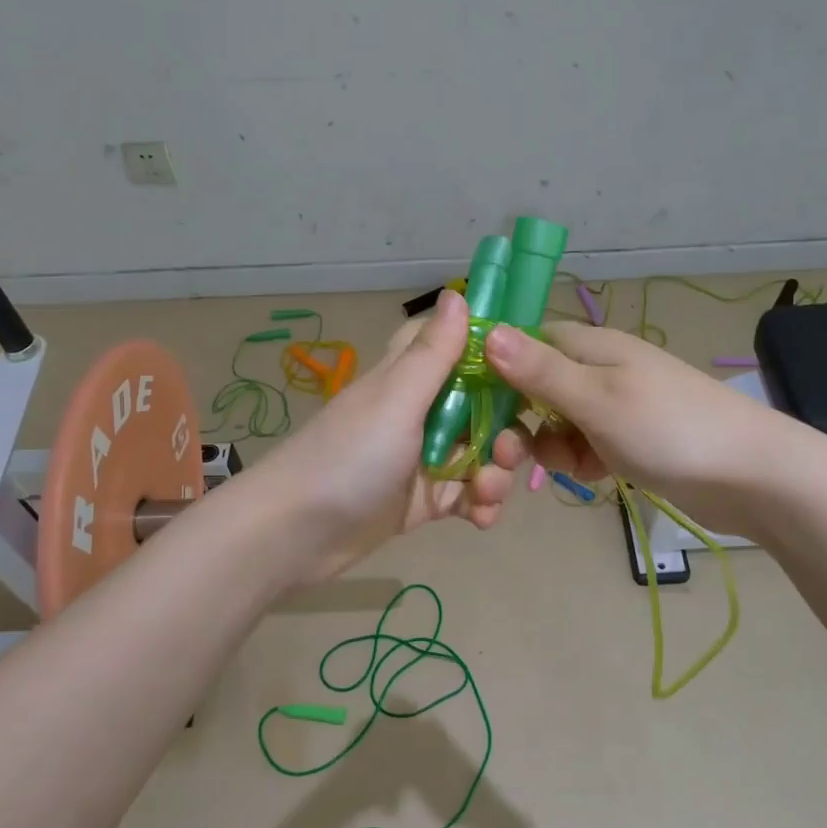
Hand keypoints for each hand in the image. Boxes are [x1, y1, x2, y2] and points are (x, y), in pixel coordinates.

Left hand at [239, 290, 527, 580]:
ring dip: (495, 474)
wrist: (296, 535)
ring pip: (481, 454)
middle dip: (507, 430)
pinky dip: (480, 505)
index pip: (459, 347)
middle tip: (508, 453)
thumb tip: (458, 293)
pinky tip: (481, 519)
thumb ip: (432, 353)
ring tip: (486, 496)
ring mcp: (424, 458)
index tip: (531, 367)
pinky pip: (467, 495)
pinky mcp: (424, 500)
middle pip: (484, 407)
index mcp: (412, 379)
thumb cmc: (348, 457)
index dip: (494, 353)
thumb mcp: (395, 400)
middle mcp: (422, 413)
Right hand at [484, 321, 791, 534]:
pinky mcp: (629, 439)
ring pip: (558, 422)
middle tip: (513, 457)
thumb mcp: (596, 399)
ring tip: (573, 467)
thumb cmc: (668, 429)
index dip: (497, 372)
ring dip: (552, 447)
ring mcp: (616, 405)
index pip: (525, 344)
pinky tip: (595, 476)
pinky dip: (582, 460)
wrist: (750, 476)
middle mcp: (599, 369)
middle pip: (536, 388)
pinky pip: (585, 445)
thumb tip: (486, 331)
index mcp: (590, 346)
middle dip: (522, 421)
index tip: (475, 410)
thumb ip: (540, 370)